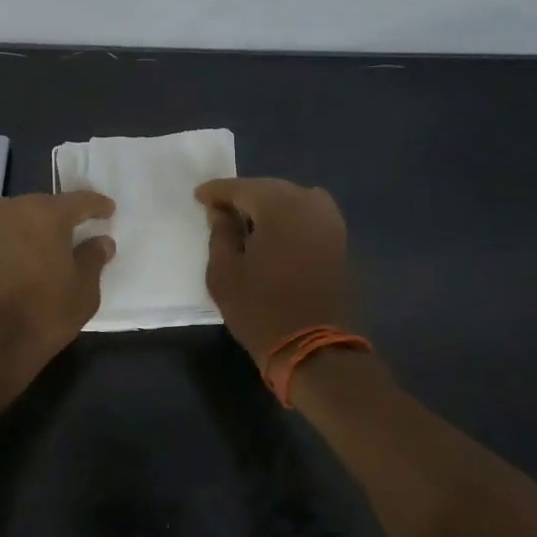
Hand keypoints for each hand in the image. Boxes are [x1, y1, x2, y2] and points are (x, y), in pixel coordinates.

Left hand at [0, 192, 116, 389]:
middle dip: (62, 216)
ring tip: (49, 247)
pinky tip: (23, 263)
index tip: (108, 209)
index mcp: (45, 213)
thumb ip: (93, 259)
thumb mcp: (82, 290)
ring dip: (35, 230)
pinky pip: (1, 238)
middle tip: (79, 229)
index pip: (78, 201)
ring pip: (19, 220)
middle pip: (44, 206)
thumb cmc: (42, 312)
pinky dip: (15, 245)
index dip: (96, 205)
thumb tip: (101, 241)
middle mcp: (12, 210)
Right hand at [195, 178, 353, 360]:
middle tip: (218, 209)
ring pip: (291, 199)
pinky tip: (272, 232)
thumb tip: (220, 212)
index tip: (198, 197)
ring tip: (245, 221)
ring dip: (267, 206)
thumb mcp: (224, 272)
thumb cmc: (260, 309)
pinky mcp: (339, 240)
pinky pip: (307, 215)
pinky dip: (287, 217)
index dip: (216, 192)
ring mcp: (329, 221)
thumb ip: (220, 233)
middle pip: (268, 189)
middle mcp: (309, 203)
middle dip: (242, 196)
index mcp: (279, 206)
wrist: (313, 348)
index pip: (241, 188)